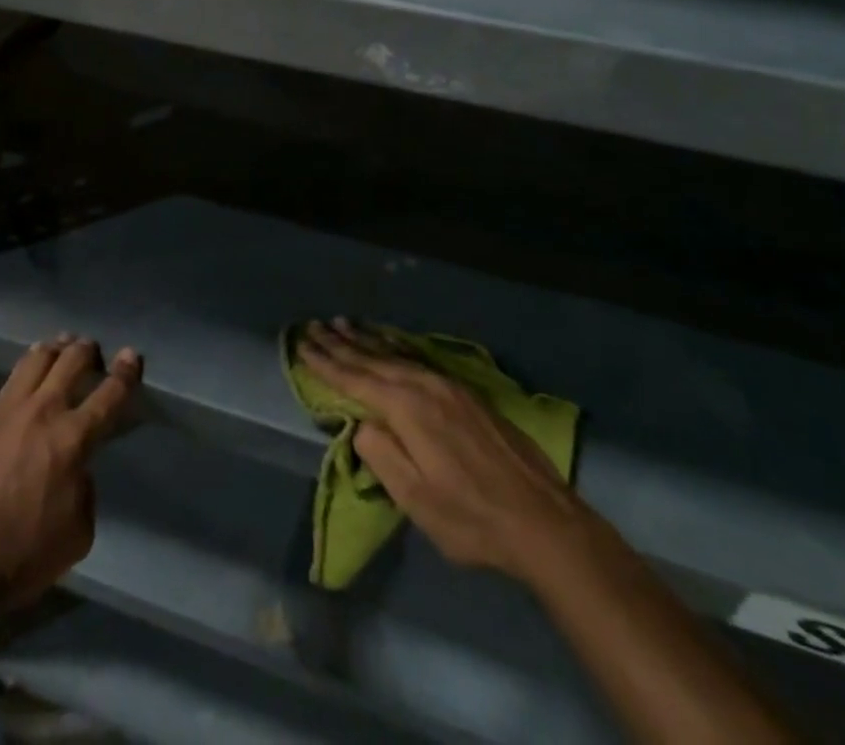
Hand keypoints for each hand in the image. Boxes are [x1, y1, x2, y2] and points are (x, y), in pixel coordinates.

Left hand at [0, 337, 140, 608]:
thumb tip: (75, 471)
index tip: (131, 356)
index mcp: (74, 439)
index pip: (109, 394)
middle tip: (93, 349)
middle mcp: (44, 412)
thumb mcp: (77, 534)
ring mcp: (8, 410)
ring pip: (37, 358)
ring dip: (55, 348)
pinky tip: (28, 372)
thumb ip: (84, 491)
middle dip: (87, 350)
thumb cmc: (22, 556)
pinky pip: (10, 380)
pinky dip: (27, 368)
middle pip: (71, 361)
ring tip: (61, 345)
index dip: (125, 373)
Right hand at [298, 320, 590, 583]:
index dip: (326, 363)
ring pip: (396, 355)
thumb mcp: (415, 499)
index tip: (302, 344)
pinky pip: (417, 360)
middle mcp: (424, 386)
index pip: (355, 379)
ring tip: (344, 324)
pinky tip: (390, 345)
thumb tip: (361, 423)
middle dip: (341, 343)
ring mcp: (448, 386)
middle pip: (373, 359)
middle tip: (314, 325)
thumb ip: (380, 455)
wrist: (543, 520)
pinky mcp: (466, 394)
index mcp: (407, 409)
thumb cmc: (471, 517)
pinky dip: (394, 348)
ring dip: (366, 340)